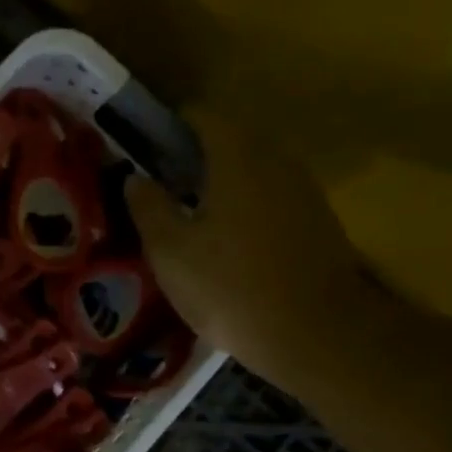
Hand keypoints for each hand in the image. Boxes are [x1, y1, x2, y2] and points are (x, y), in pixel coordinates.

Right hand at [127, 106, 380, 391]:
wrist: (316, 334)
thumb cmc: (230, 287)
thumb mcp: (170, 251)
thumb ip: (148, 207)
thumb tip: (135, 177)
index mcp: (237, 157)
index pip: (201, 117)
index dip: (168, 127)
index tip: (144, 151)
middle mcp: (276, 161)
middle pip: (230, 141)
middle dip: (194, 156)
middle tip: (162, 188)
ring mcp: (303, 190)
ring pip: (253, 170)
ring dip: (222, 183)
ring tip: (190, 217)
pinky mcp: (317, 221)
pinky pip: (271, 197)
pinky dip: (245, 206)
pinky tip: (227, 242)